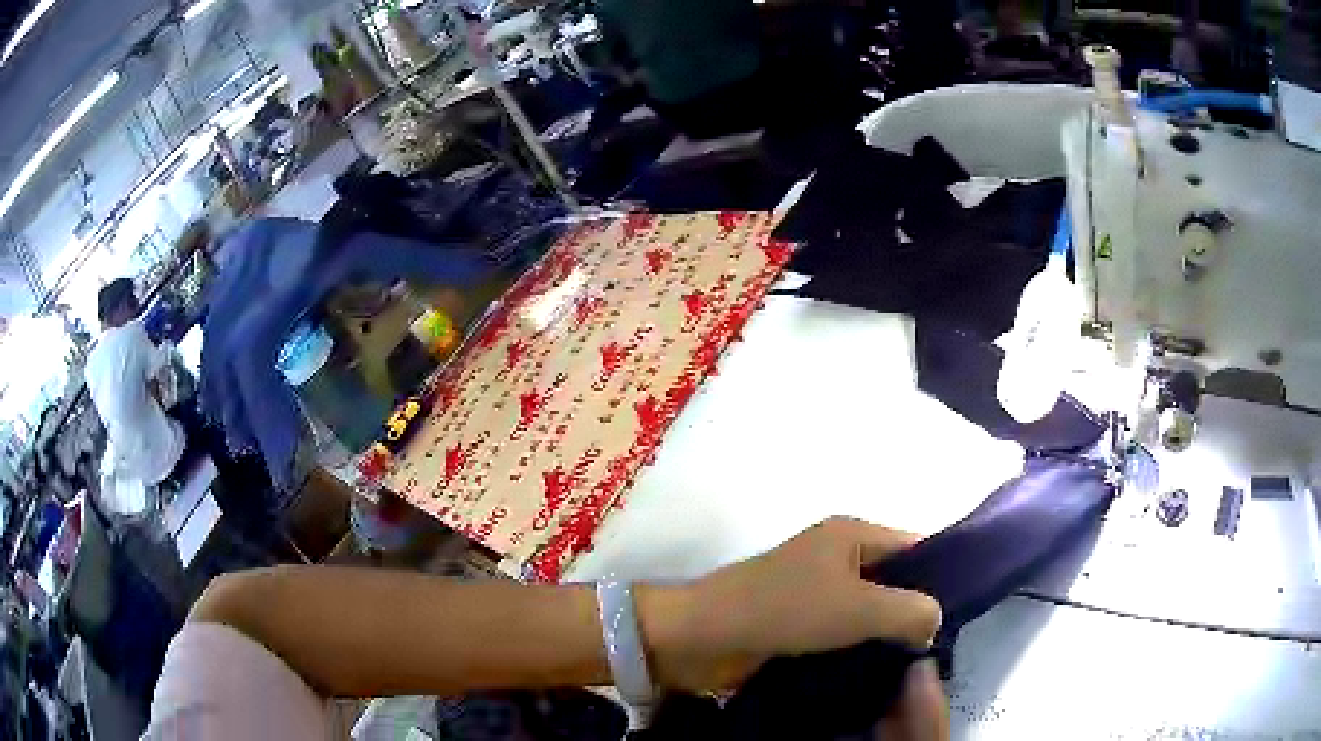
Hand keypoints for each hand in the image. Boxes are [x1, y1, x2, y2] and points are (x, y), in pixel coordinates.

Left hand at [637, 517, 940, 691]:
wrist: (705, 635)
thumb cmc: (786, 610)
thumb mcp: (860, 608)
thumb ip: (910, 610)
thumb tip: (934, 621)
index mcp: (852, 534)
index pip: (914, 545)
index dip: (939, 575)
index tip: (958, 614)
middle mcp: (835, 554)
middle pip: (892, 579)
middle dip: (913, 610)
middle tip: (935, 646)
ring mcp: (813, 587)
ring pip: (867, 608)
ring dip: (885, 632)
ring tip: (911, 662)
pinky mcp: (796, 618)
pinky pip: (841, 628)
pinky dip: (859, 644)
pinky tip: (875, 668)